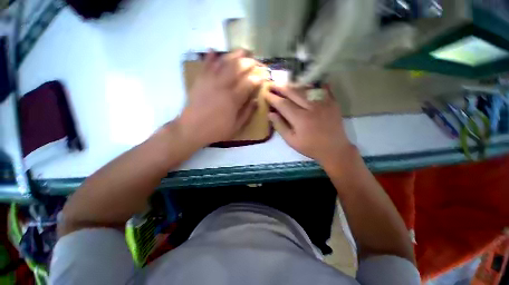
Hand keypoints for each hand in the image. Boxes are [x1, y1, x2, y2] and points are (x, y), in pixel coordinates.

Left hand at [178, 50, 263, 147]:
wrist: (192, 129)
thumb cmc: (216, 130)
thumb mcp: (236, 127)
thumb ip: (247, 113)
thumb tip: (256, 101)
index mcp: (233, 99)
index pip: (249, 83)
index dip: (258, 78)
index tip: (263, 76)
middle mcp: (222, 86)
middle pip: (237, 68)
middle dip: (249, 62)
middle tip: (255, 62)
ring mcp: (210, 81)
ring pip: (223, 63)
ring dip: (234, 55)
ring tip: (242, 51)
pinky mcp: (200, 81)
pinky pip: (205, 65)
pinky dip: (209, 57)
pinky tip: (213, 50)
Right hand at [264, 84, 352, 167]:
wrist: (334, 149)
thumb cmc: (310, 147)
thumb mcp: (291, 140)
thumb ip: (280, 126)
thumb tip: (270, 114)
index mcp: (300, 118)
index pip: (283, 104)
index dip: (273, 98)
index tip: (265, 93)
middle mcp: (311, 107)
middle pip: (293, 92)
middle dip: (280, 87)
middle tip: (272, 84)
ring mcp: (323, 103)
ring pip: (305, 88)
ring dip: (293, 85)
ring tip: (284, 85)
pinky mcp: (332, 102)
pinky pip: (321, 88)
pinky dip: (312, 84)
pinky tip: (306, 83)